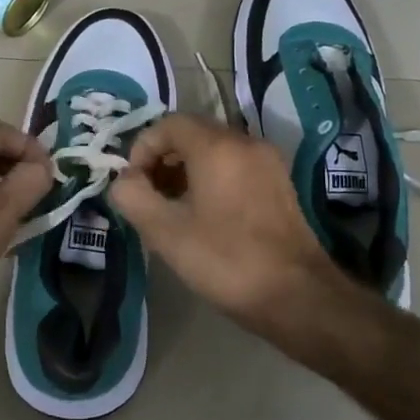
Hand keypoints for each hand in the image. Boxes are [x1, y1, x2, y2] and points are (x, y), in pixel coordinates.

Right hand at [109, 113, 343, 333]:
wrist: (297, 295)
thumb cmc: (225, 260)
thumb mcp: (165, 232)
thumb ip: (133, 197)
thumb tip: (123, 181)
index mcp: (217, 147)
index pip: (168, 124)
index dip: (142, 149)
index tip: (133, 185)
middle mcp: (246, 143)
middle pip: (193, 134)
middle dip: (163, 160)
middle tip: (148, 197)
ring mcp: (268, 162)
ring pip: (216, 151)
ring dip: (186, 171)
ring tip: (172, 209)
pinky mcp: (280, 184)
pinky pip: (236, 167)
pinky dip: (212, 179)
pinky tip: (204, 216)